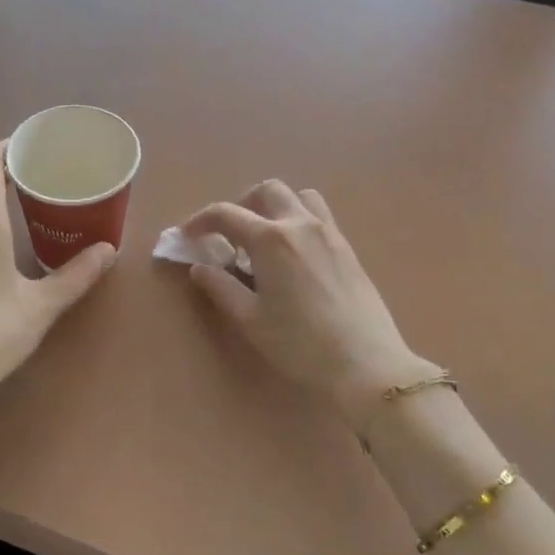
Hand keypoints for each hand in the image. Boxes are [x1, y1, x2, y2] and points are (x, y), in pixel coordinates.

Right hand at [183, 181, 430, 427]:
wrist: (366, 363)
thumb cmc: (300, 344)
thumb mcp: (251, 319)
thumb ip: (221, 287)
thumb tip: (199, 268)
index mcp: (270, 239)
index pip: (226, 214)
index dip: (200, 221)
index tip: (188, 236)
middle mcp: (300, 224)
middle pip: (267, 190)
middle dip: (242, 204)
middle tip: (230, 235)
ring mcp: (329, 233)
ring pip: (299, 197)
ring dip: (276, 207)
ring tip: (265, 238)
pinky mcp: (348, 248)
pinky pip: (320, 216)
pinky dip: (299, 221)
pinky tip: (294, 256)